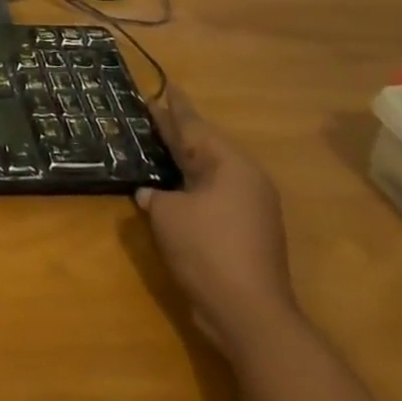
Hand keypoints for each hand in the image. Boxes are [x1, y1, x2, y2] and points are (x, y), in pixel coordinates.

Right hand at [135, 87, 297, 354]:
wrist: (249, 314)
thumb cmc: (206, 250)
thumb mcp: (167, 215)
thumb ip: (155, 195)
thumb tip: (151, 194)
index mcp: (230, 166)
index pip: (194, 126)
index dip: (174, 107)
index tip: (163, 86)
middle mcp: (245, 180)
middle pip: (203, 147)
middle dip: (177, 131)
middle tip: (152, 112)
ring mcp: (250, 208)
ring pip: (208, 173)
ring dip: (183, 161)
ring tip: (157, 145)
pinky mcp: (246, 233)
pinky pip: (212, 196)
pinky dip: (190, 187)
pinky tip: (170, 188)